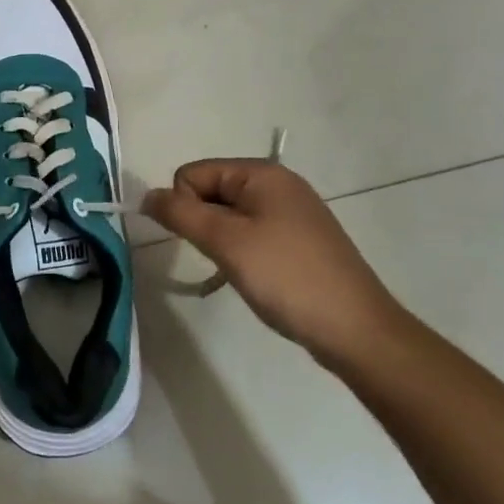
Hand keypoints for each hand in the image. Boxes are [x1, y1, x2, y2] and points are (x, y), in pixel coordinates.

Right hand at [143, 159, 400, 365]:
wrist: (357, 330)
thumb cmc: (286, 278)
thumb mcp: (226, 242)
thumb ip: (180, 213)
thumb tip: (147, 196)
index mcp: (261, 173)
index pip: (193, 173)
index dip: (185, 206)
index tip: (204, 242)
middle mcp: (277, 184)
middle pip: (211, 191)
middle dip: (204, 224)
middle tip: (223, 258)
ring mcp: (292, 212)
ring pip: (229, 216)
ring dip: (222, 242)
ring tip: (239, 272)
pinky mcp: (299, 240)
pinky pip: (252, 233)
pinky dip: (242, 252)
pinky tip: (254, 279)